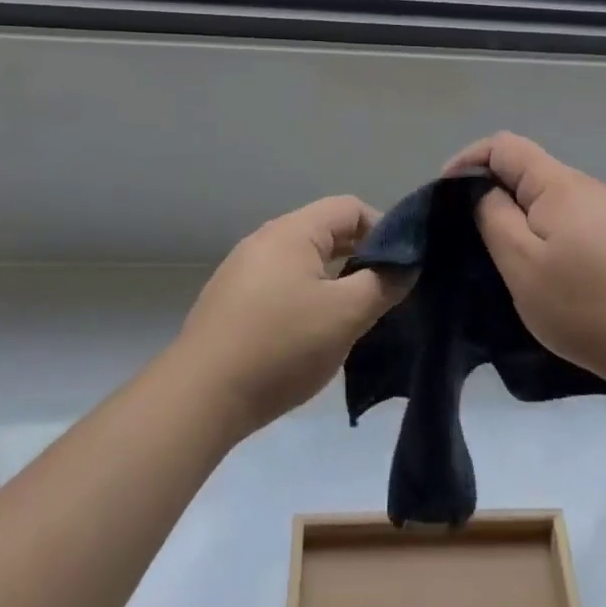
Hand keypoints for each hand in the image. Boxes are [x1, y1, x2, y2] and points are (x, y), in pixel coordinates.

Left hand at [178, 196, 407, 436]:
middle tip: (384, 291)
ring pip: (303, 261)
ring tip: (352, 315)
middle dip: (360, 256)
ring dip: (333, 280)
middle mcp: (265, 241)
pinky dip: (306, 296)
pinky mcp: (230, 302)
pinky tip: (311, 333)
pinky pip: (280, 284)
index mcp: (292, 232)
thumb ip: (383, 284)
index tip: (401, 266)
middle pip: (325, 232)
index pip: (349, 208)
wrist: (199, 398)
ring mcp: (242, 271)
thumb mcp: (346, 315)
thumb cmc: (281, 346)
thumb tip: (406, 266)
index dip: (383, 230)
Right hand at [445, 132, 605, 386]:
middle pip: (525, 170)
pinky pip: (564, 219)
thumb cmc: (584, 303)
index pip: (503, 145)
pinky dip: (540, 232)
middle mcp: (583, 186)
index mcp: (558, 183)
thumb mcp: (521, 262)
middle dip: (489, 191)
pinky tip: (538, 267)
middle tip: (466, 232)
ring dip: (515, 215)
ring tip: (497, 253)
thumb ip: (494, 216)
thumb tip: (484, 191)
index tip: (444, 196)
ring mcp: (604, 211)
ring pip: (544, 198)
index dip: (468, 161)